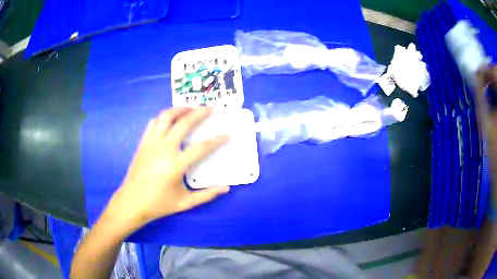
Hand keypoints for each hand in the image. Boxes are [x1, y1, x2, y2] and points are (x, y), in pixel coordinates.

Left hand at [108, 107, 229, 230]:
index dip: (217, 140)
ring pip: (166, 117)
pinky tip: (170, 121)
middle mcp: (164, 149)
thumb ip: (207, 195)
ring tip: (190, 108)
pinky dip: (164, 118)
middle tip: (210, 108)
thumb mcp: (185, 203)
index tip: (227, 134)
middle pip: (184, 123)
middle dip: (200, 113)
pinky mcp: (143, 143)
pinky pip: (154, 123)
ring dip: (180, 109)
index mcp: (176, 165)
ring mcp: (151, 143)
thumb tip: (226, 188)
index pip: (201, 147)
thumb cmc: (159, 204)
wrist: (132, 202)